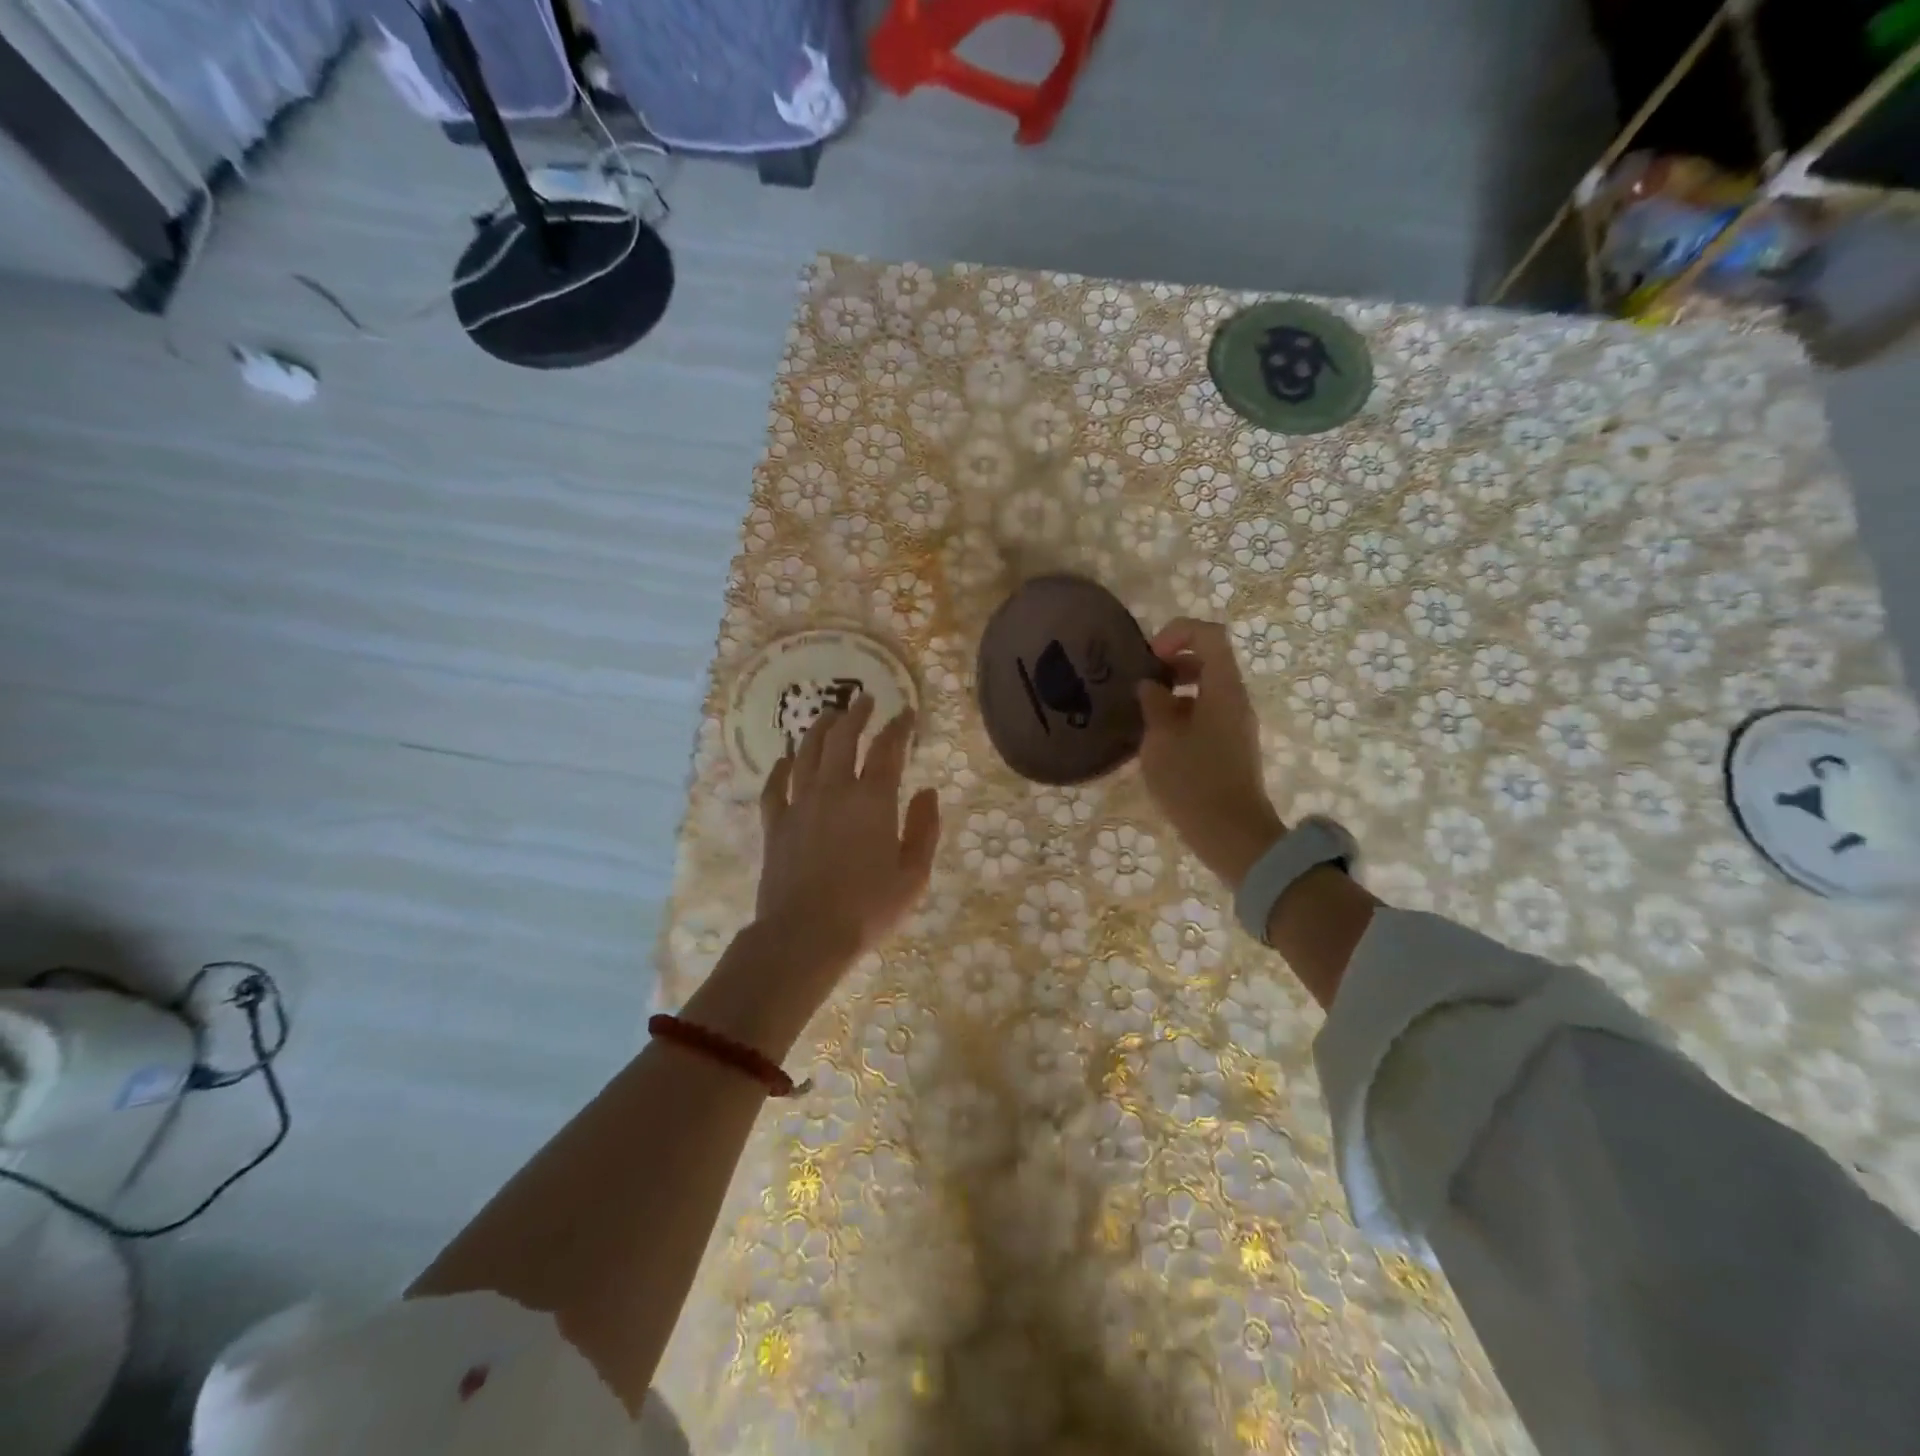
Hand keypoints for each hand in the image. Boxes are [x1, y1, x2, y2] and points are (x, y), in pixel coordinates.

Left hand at [754, 694, 940, 981]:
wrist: (806, 935)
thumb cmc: (868, 908)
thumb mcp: (913, 875)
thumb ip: (924, 829)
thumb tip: (927, 792)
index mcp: (873, 800)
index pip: (889, 749)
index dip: (899, 727)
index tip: (906, 713)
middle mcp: (835, 790)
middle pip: (844, 738)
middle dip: (856, 714)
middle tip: (865, 700)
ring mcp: (800, 804)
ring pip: (808, 753)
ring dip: (819, 729)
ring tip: (829, 715)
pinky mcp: (776, 824)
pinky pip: (775, 786)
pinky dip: (780, 768)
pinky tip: (785, 758)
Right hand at [1136, 618, 1285, 888]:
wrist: (1231, 834)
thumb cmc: (1193, 781)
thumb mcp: (1161, 739)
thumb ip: (1154, 704)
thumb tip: (1150, 686)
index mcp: (1223, 688)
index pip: (1209, 635)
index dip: (1178, 633)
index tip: (1149, 656)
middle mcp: (1235, 700)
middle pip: (1209, 660)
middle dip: (1173, 662)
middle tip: (1141, 682)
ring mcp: (1236, 725)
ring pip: (1206, 690)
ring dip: (1175, 691)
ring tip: (1144, 713)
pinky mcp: (1231, 748)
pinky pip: (1207, 715)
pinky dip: (1182, 714)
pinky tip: (1157, 740)